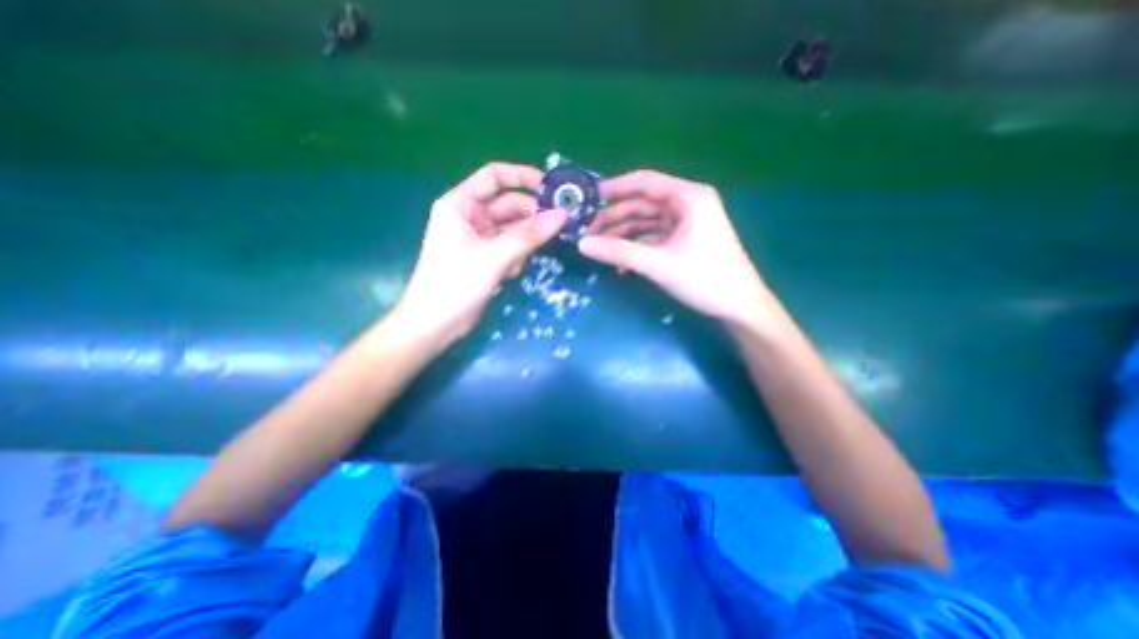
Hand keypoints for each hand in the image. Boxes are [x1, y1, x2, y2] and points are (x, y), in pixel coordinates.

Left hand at [396, 165, 565, 340]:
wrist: (435, 325)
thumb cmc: (455, 284)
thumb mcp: (494, 257)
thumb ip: (529, 235)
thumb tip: (562, 215)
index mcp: (460, 204)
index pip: (494, 177)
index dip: (522, 177)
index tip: (551, 188)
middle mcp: (469, 217)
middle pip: (508, 205)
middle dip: (531, 216)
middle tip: (559, 225)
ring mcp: (478, 238)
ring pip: (513, 229)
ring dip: (524, 242)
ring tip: (524, 259)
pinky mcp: (486, 258)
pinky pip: (510, 248)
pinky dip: (516, 257)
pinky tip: (510, 274)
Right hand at [578, 169, 774, 326]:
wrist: (739, 307)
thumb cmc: (704, 279)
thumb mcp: (658, 264)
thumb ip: (619, 252)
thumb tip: (582, 245)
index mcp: (689, 197)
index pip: (645, 182)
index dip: (616, 188)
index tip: (590, 198)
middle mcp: (688, 204)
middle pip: (644, 204)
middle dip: (616, 218)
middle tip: (589, 233)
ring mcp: (688, 224)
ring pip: (647, 223)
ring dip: (624, 235)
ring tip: (599, 249)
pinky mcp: (686, 241)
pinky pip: (655, 238)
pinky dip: (637, 248)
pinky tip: (620, 264)